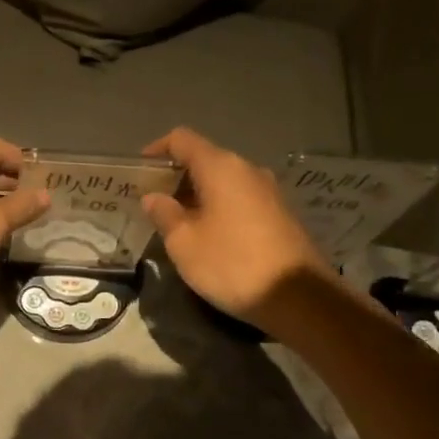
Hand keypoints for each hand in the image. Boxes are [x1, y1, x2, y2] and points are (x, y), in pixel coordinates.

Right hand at [141, 127, 326, 327]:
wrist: (299, 298)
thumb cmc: (231, 264)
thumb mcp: (184, 242)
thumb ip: (164, 214)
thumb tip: (153, 197)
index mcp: (221, 167)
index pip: (182, 139)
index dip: (156, 149)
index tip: (138, 171)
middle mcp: (248, 170)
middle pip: (204, 159)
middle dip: (175, 177)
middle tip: (152, 202)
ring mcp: (268, 192)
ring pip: (223, 181)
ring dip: (197, 195)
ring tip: (176, 222)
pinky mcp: (280, 214)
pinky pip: (240, 199)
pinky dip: (218, 208)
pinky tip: (207, 235)